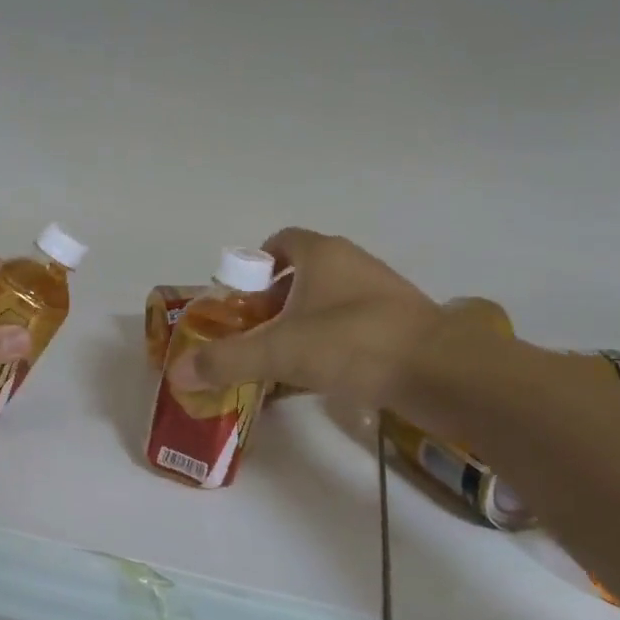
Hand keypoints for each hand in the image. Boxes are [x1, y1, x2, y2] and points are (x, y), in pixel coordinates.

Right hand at [166, 229, 445, 408]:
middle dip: (270, 302)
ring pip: (325, 303)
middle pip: (299, 275)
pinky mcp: (397, 326)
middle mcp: (351, 265)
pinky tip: (314, 378)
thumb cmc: (352, 343)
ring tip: (277, 360)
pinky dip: (326, 346)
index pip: (279, 241)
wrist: (442, 372)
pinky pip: (347, 329)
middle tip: (250, 334)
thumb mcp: (279, 352)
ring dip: (298, 325)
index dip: (253, 265)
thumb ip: (226, 361)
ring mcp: (379, 295)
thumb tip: (177, 374)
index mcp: (322, 254)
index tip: (237, 297)